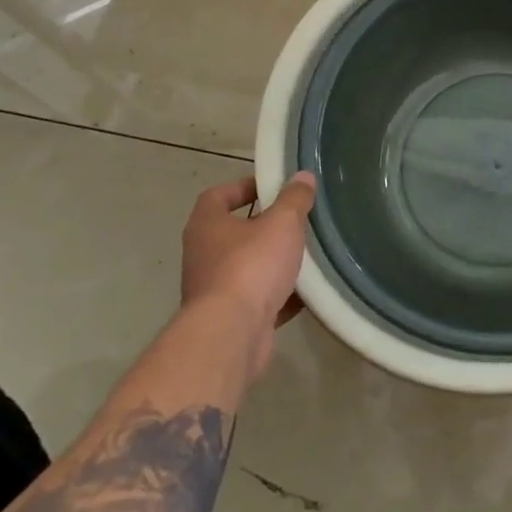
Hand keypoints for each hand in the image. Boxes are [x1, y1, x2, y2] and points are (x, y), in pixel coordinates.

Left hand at [180, 172, 315, 382]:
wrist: (231, 334)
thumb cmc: (251, 266)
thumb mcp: (282, 223)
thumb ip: (294, 199)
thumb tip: (302, 177)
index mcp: (206, 226)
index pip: (217, 196)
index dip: (242, 187)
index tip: (272, 187)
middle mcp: (203, 256)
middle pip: (234, 233)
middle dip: (264, 226)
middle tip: (296, 220)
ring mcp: (214, 291)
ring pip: (247, 268)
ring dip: (273, 262)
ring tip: (306, 254)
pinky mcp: (230, 319)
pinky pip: (259, 300)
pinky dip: (280, 295)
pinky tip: (307, 292)